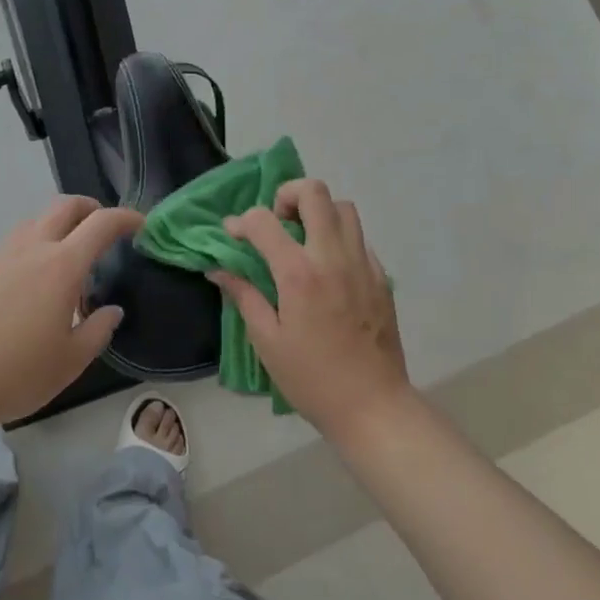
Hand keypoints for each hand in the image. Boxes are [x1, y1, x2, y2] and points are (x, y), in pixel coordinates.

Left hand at [0, 196, 141, 428]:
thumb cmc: (17, 372)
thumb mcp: (70, 361)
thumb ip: (97, 330)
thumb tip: (111, 311)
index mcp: (62, 265)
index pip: (102, 223)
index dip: (126, 218)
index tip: (140, 225)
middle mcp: (32, 247)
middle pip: (66, 206)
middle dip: (90, 208)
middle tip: (103, 227)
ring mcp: (0, 254)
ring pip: (35, 221)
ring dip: (58, 226)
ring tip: (65, 258)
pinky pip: (13, 243)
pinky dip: (32, 246)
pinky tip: (29, 282)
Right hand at [211, 179, 412, 442]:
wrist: (374, 407)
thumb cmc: (312, 379)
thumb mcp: (267, 341)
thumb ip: (244, 296)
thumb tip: (217, 269)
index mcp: (299, 274)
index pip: (263, 221)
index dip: (241, 222)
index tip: (232, 235)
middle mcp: (333, 257)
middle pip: (314, 192)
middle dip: (287, 195)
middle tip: (277, 223)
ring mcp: (362, 263)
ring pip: (343, 207)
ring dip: (318, 212)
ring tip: (303, 240)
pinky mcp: (381, 276)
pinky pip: (359, 237)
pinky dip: (339, 237)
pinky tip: (328, 267)